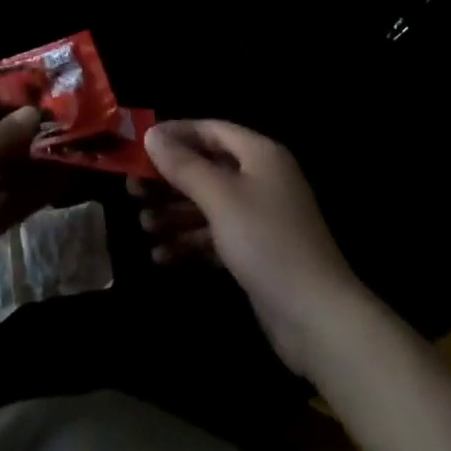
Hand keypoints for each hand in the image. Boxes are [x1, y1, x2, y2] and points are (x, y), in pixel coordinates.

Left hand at [0, 105, 52, 305]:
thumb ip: (6, 135)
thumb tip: (34, 111)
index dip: (1, 114)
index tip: (37, 111)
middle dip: (20, 143)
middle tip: (58, 134)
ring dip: (29, 169)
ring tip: (66, 155)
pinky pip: (0, 205)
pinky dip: (26, 195)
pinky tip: (58, 183)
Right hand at [137, 120, 361, 376]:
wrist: (319, 320)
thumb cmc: (267, 242)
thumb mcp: (220, 198)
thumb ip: (183, 165)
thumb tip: (151, 135)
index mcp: (259, 154)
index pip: (210, 130)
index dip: (174, 134)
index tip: (139, 146)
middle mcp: (261, 179)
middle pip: (206, 168)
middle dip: (169, 180)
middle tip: (132, 190)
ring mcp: (260, 218)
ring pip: (208, 204)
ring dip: (174, 214)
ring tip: (143, 226)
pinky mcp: (256, 253)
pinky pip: (215, 237)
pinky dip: (190, 243)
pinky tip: (161, 256)